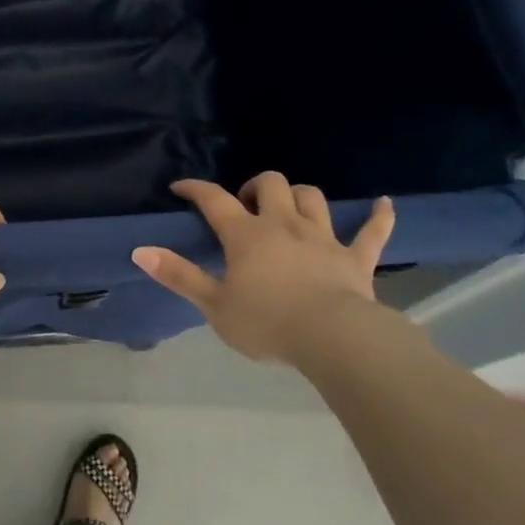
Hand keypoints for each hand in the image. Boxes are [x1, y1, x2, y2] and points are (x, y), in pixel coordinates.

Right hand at [131, 173, 395, 365]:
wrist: (333, 339)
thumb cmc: (267, 323)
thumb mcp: (214, 305)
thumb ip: (178, 275)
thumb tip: (140, 250)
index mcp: (246, 235)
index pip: (214, 200)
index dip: (195, 189)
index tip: (181, 187)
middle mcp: (283, 225)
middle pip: (270, 185)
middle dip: (255, 187)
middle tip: (245, 206)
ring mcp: (323, 238)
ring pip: (312, 198)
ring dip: (298, 196)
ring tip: (289, 208)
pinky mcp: (355, 258)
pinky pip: (372, 231)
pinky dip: (378, 217)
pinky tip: (384, 204)